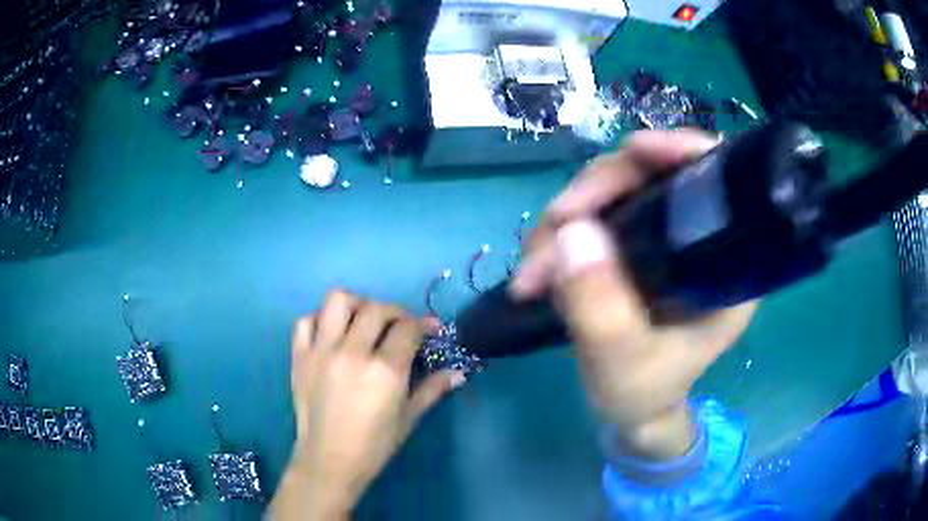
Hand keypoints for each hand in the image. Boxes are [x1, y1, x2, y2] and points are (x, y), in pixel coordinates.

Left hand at [269, 290, 464, 519]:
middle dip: (395, 312)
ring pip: (338, 301)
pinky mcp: (299, 356)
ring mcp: (322, 351)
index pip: (408, 328)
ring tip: (363, 321)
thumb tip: (458, 372)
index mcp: (384, 370)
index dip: (424, 324)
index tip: (430, 330)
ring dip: (357, 304)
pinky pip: (306, 321)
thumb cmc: (374, 445)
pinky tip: (332, 335)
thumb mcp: (409, 418)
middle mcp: (352, 352)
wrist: (329, 460)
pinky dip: (320, 320)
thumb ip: (433, 389)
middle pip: (376, 309)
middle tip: (400, 328)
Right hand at [511, 130, 755, 460]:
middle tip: (552, 228)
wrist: (629, 408)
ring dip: (565, 217)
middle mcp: (696, 237)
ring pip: (613, 189)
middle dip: (596, 193)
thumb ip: (601, 307)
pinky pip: (591, 213)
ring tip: (533, 270)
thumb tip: (570, 231)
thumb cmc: (643, 392)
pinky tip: (538, 265)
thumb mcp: (623, 363)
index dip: (680, 151)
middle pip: (651, 174)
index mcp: (725, 263)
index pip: (717, 181)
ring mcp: (659, 236)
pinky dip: (558, 232)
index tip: (635, 150)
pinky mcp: (628, 242)